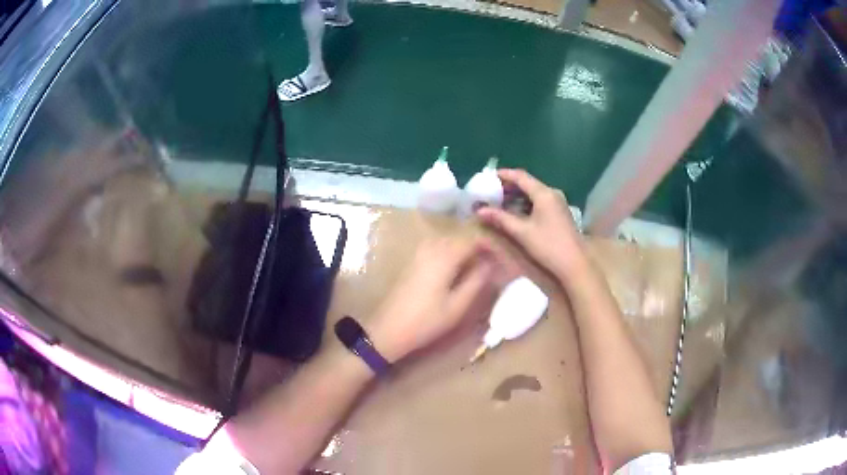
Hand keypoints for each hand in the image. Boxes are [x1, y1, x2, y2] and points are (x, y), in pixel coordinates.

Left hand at [366, 238, 495, 361]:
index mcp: (444, 256)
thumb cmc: (426, 320)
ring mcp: (418, 254)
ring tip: (475, 269)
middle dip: (476, 248)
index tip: (500, 258)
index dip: (488, 246)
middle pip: (459, 239)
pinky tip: (454, 272)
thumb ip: (477, 281)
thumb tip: (490, 264)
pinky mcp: (412, 263)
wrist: (389, 329)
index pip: (472, 240)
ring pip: (447, 243)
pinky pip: (435, 249)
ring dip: (462, 251)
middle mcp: (430, 248)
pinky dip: (449, 255)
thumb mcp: (458, 305)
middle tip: (490, 265)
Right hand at [477, 169, 586, 281]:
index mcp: (544, 193)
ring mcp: (557, 203)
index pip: (520, 176)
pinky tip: (514, 213)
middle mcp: (552, 193)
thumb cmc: (548, 246)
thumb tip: (480, 210)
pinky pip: (539, 201)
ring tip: (499, 203)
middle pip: (527, 183)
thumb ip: (500, 218)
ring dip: (516, 196)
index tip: (488, 177)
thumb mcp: (522, 232)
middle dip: (508, 186)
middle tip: (490, 192)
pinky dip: (525, 204)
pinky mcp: (559, 213)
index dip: (503, 175)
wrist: (574, 264)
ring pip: (533, 193)